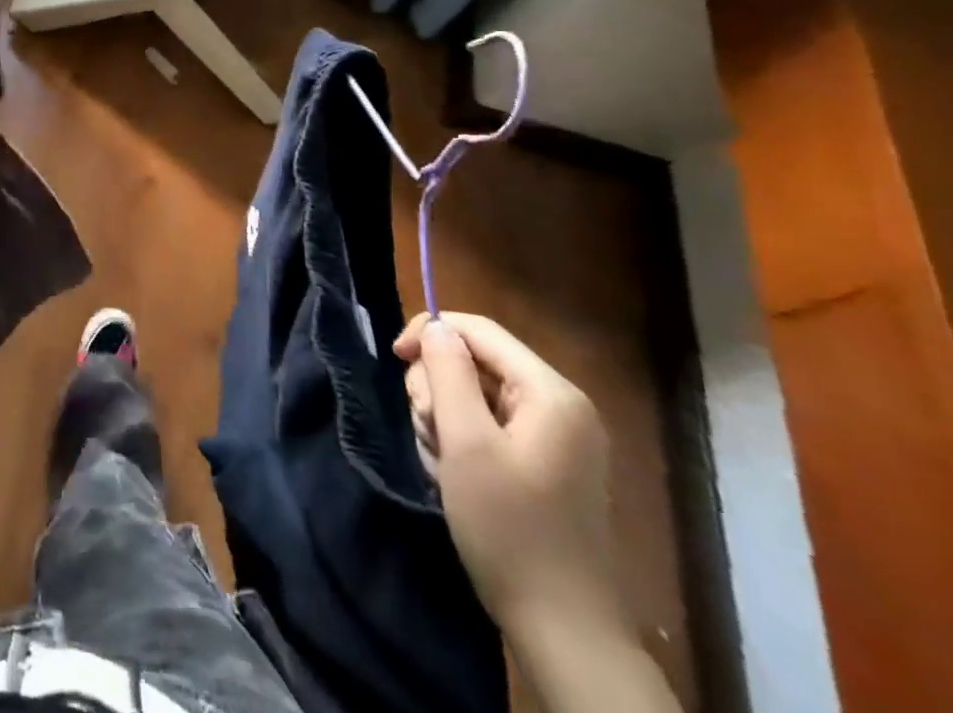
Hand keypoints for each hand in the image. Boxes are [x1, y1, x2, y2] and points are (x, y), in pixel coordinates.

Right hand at [394, 312, 621, 633]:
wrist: (561, 629)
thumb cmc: (509, 527)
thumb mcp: (465, 441)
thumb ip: (447, 372)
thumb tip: (437, 327)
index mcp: (551, 394)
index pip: (478, 330)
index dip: (430, 333)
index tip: (394, 358)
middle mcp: (559, 406)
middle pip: (474, 361)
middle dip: (437, 387)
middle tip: (429, 429)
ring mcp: (554, 438)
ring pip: (472, 394)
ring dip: (443, 418)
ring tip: (442, 461)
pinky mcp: (543, 464)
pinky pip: (486, 426)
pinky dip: (460, 441)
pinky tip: (454, 475)